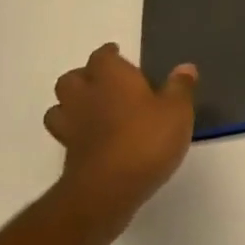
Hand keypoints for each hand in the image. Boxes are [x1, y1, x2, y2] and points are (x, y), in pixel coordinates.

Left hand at [45, 43, 196, 238]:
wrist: (108, 189)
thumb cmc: (146, 139)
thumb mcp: (177, 111)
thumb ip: (180, 87)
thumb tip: (185, 68)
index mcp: (112, 77)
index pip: (102, 56)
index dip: (109, 54)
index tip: (118, 54)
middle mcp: (87, 96)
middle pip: (71, 78)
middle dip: (84, 76)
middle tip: (104, 82)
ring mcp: (72, 127)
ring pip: (59, 106)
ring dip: (72, 104)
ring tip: (92, 109)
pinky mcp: (68, 155)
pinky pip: (66, 134)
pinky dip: (75, 131)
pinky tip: (93, 138)